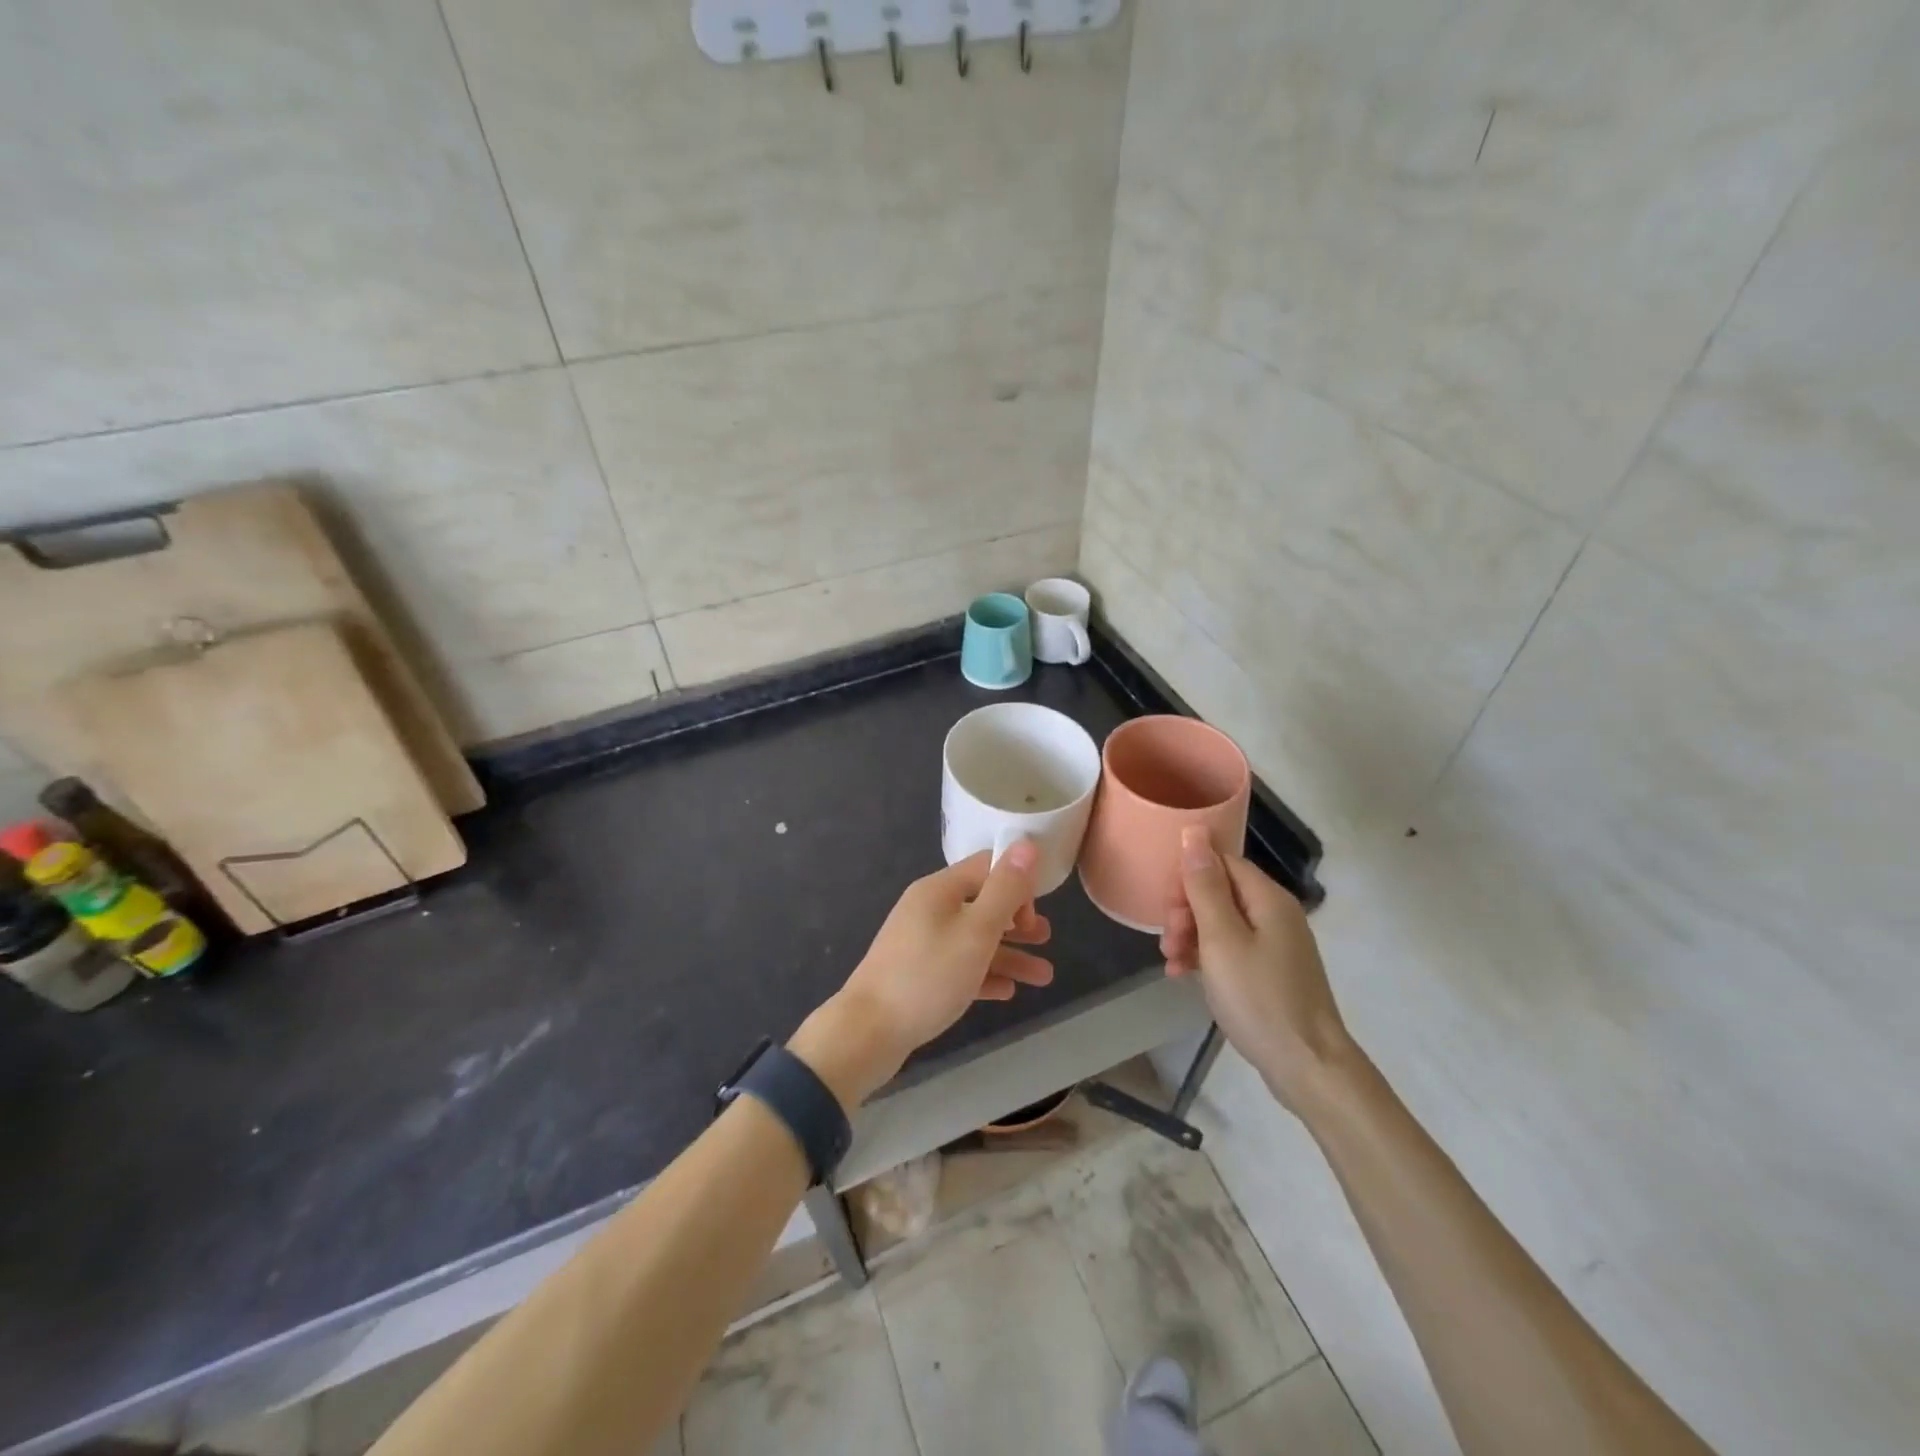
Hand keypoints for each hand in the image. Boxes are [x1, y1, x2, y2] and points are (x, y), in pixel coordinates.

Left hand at [791, 842, 1053, 1108]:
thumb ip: (1005, 889)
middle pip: (982, 904)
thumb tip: (1026, 843)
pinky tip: (1008, 992)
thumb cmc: (928, 976)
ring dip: (1009, 954)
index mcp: (939, 890)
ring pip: (974, 940)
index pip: (986, 867)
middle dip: (1017, 922)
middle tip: (1045, 940)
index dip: (1016, 884)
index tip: (1035, 914)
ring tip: (1043, 977)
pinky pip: (959, 966)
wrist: (868, 1032)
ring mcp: (921, 943)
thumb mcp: (976, 931)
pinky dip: (984, 975)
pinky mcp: (918, 975)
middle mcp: (928, 910)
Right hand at [1159, 827, 1353, 1114]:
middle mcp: (1275, 914)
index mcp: (1268, 898)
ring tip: (1169, 961)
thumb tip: (1194, 831)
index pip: (1221, 862)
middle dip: (1186, 910)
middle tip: (1168, 940)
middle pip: (1220, 892)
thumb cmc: (1259, 998)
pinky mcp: (1271, 972)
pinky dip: (1205, 956)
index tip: (1166, 907)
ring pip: (1221, 922)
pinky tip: (1182, 975)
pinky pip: (1231, 949)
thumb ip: (1204, 885)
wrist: (1307, 1066)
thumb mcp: (1221, 939)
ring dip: (1190, 935)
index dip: (1188, 878)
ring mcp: (1275, 945)